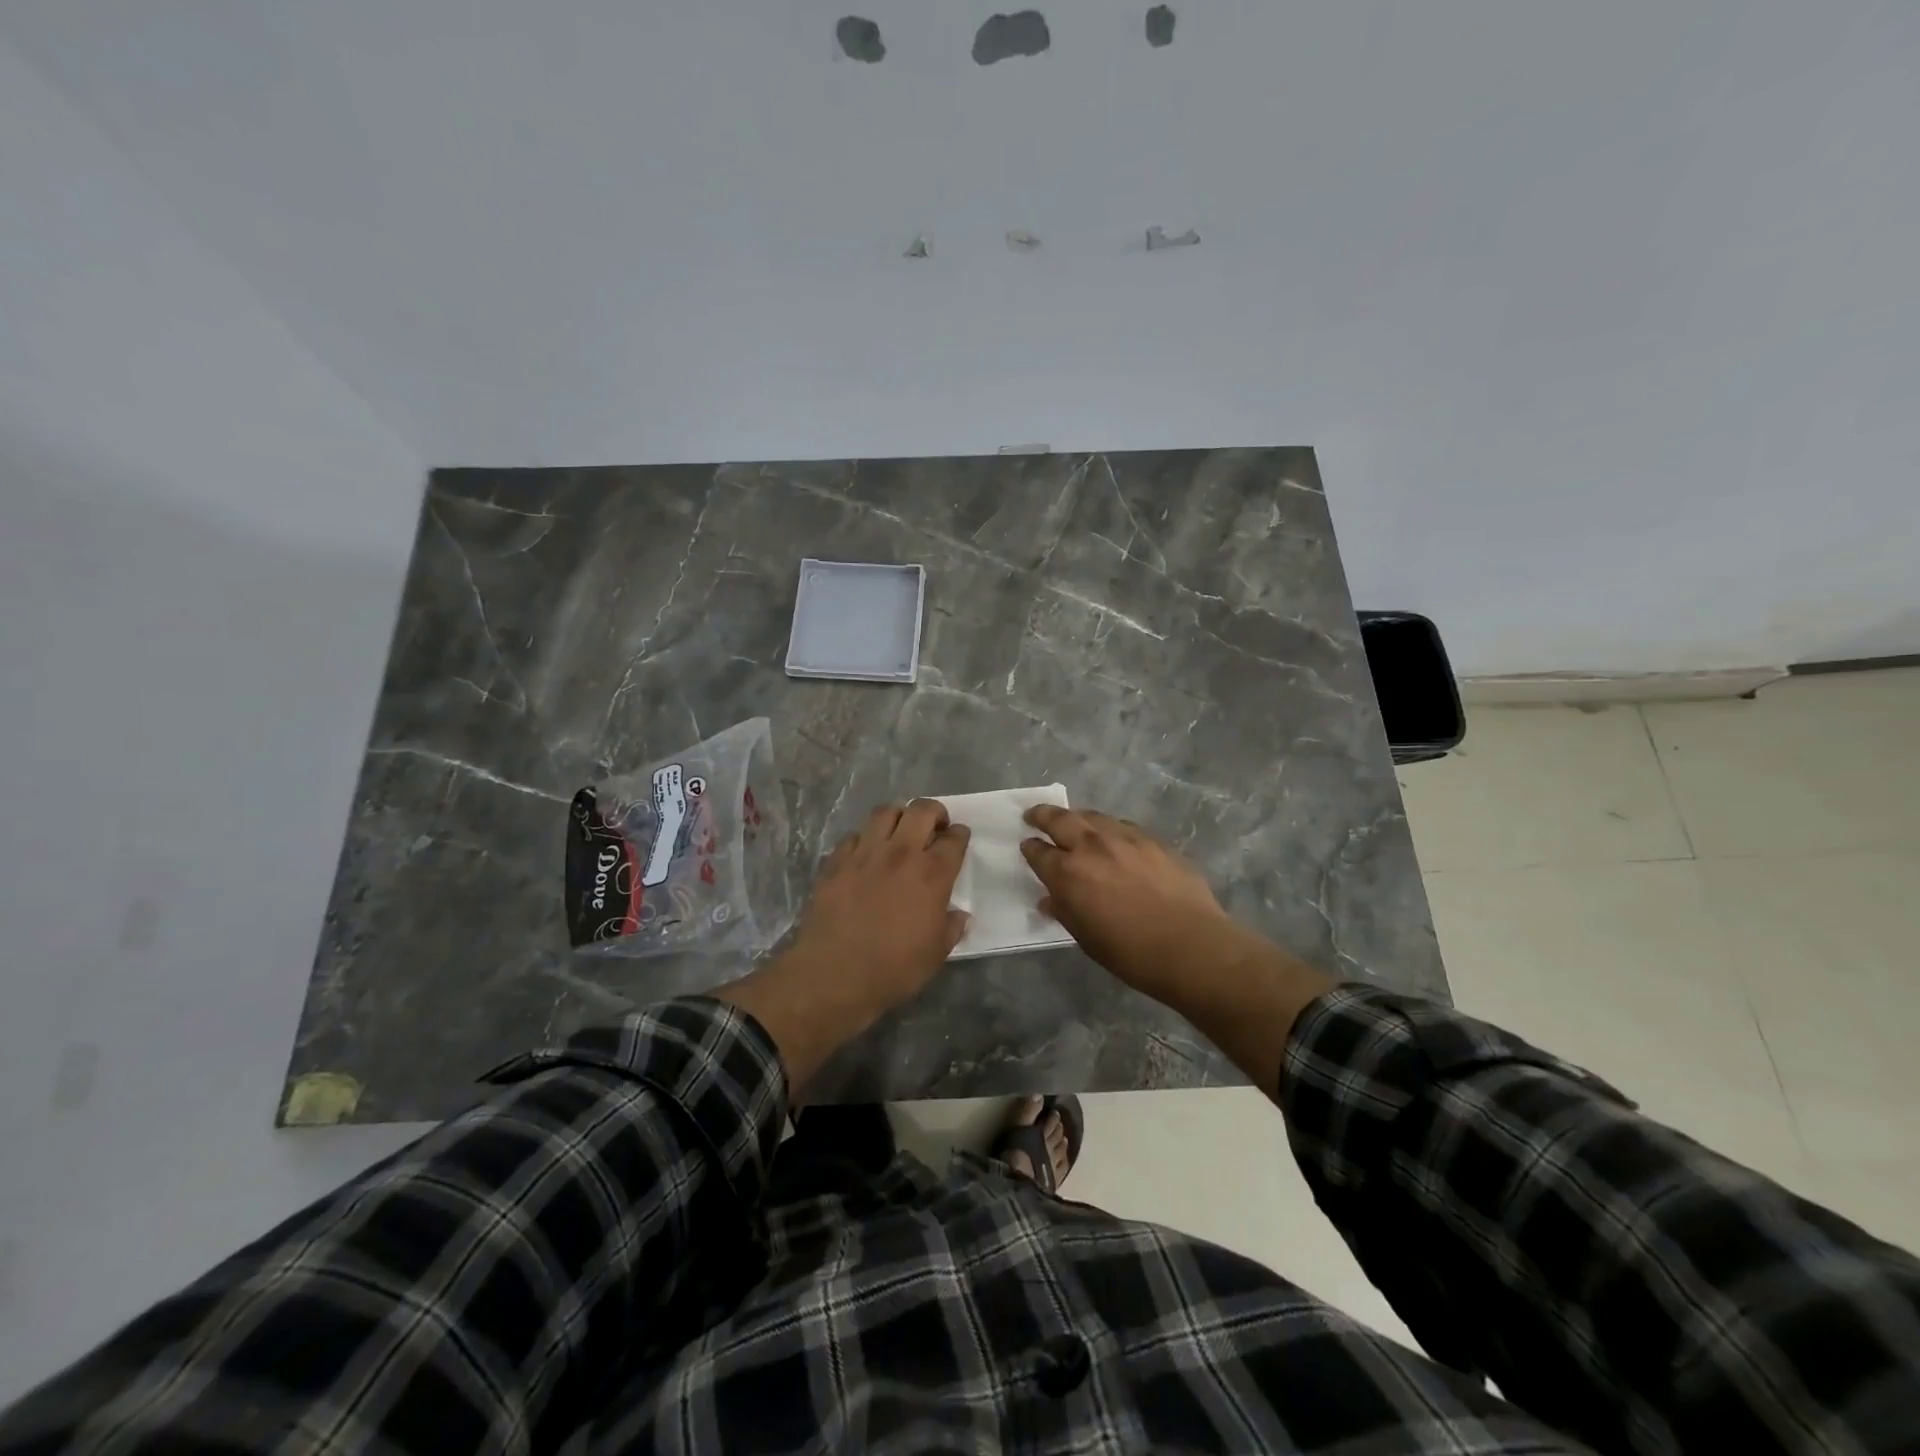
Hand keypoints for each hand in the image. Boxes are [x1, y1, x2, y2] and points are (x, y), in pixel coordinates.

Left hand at [789, 800, 971, 1012]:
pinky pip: (854, 835)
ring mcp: (865, 853)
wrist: (835, 974)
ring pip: (885, 812)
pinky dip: (865, 838)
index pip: (954, 839)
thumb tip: (959, 915)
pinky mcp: (837, 861)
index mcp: (932, 874)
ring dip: (899, 816)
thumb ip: (951, 928)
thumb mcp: (936, 954)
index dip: (960, 835)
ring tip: (900, 831)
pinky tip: (866, 853)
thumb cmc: (894, 968)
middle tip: (935, 827)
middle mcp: (901, 853)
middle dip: (934, 812)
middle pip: (922, 810)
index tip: (959, 839)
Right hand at [1021, 804, 1334, 1092]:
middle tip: (1034, 815)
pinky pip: (1122, 825)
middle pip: (1060, 819)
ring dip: (1077, 818)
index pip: (1038, 852)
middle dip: (1042, 815)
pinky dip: (1109, 828)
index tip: (1027, 846)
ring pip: (1092, 816)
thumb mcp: (1086, 938)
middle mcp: (1091, 846)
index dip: (1030, 849)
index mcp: (1068, 873)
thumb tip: (1049, 899)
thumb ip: (1064, 911)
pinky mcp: (1152, 839)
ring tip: (1073, 822)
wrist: (1192, 946)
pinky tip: (1113, 837)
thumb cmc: (1131, 953)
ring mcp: (1124, 838)